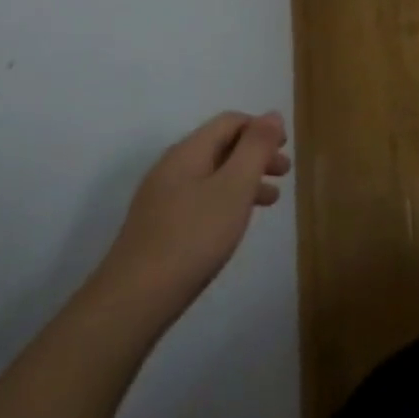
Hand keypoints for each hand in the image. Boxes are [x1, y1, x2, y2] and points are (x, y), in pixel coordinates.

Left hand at [95, 112, 290, 324]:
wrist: (132, 302)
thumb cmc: (193, 237)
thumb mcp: (234, 187)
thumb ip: (256, 147)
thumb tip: (272, 115)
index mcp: (188, 152)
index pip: (230, 121)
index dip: (261, 127)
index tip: (285, 147)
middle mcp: (172, 168)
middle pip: (221, 146)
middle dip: (256, 154)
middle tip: (285, 172)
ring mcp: (161, 199)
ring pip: (213, 175)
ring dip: (245, 179)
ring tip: (271, 200)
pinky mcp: (159, 228)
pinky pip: (201, 199)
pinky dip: (227, 200)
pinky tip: (236, 223)